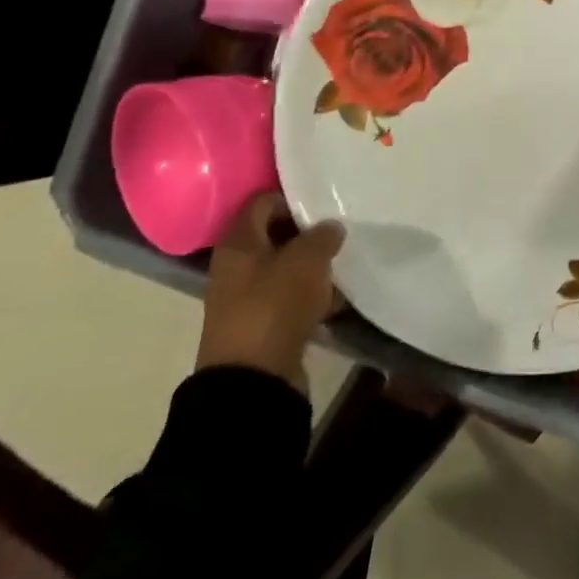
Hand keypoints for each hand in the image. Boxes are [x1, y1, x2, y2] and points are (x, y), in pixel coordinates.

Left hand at [196, 193, 344, 393]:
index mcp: (238, 243)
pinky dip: (312, 297)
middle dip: (307, 234)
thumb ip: (322, 236)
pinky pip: (290, 299)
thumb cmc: (275, 305)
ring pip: (285, 269)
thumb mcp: (307, 260)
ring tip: (342, 266)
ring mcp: (246, 298)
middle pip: (274, 236)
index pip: (262, 203)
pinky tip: (336, 300)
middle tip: (339, 232)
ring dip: (313, 267)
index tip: (323, 204)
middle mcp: (236, 267)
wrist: (253, 379)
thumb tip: (330, 227)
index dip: (292, 198)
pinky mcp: (262, 325)